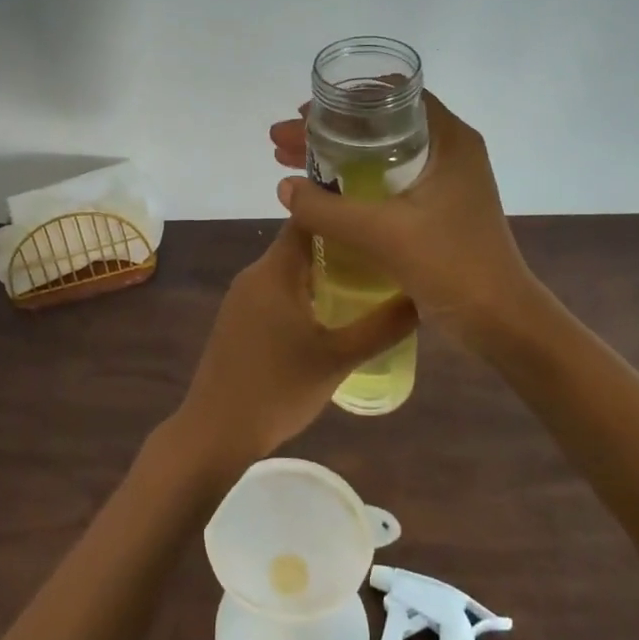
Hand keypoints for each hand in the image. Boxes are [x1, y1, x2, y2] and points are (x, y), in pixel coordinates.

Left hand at [169, 223, 416, 467]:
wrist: (216, 431)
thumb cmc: (279, 389)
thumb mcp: (339, 359)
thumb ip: (383, 326)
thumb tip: (422, 296)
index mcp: (275, 270)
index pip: (308, 218)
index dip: (340, 208)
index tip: (376, 210)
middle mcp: (254, 274)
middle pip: (300, 243)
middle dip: (340, 243)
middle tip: (384, 250)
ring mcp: (242, 297)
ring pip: (289, 269)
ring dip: (323, 270)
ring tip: (367, 279)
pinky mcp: (238, 319)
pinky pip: (276, 290)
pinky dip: (304, 291)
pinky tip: (331, 313)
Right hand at [271, 91, 539, 344]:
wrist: (500, 319)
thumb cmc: (451, 264)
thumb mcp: (382, 233)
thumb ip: (327, 209)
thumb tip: (284, 186)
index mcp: (449, 140)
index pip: (393, 96)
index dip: (345, 100)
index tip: (307, 113)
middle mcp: (449, 151)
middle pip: (379, 126)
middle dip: (329, 130)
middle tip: (284, 140)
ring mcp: (444, 181)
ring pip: (379, 154)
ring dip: (336, 156)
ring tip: (287, 160)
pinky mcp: (438, 208)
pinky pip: (386, 181)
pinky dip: (352, 180)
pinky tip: (320, 193)